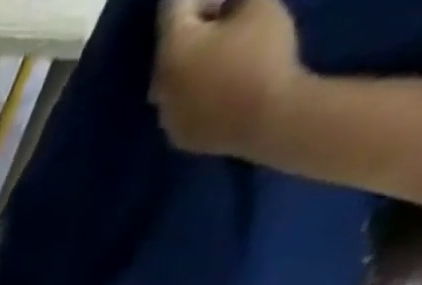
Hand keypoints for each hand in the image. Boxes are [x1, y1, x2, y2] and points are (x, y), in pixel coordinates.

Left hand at [153, 0, 308, 164]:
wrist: (264, 117)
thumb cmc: (260, 54)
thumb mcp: (257, 4)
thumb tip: (224, 1)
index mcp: (170, 51)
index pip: (171, 9)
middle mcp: (157, 87)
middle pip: (170, 45)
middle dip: (195, 24)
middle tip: (225, 11)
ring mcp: (164, 116)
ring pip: (173, 77)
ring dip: (193, 58)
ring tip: (224, 47)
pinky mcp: (177, 135)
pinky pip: (181, 102)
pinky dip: (195, 86)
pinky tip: (220, 80)